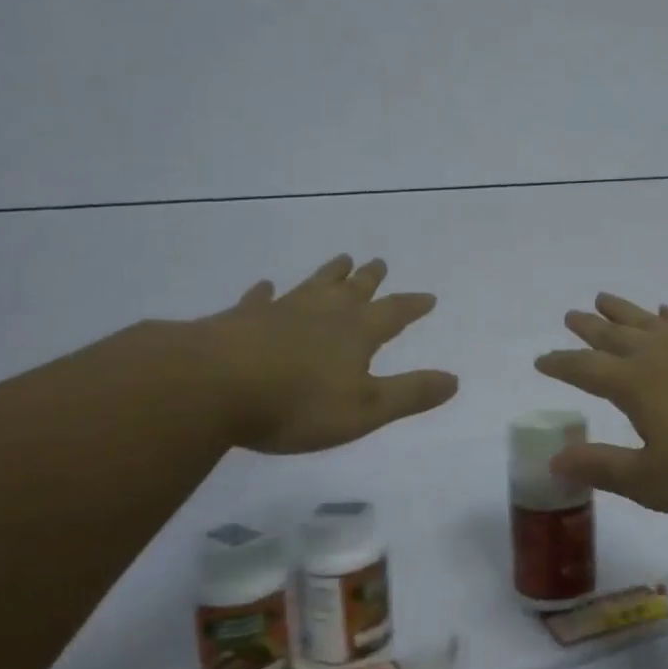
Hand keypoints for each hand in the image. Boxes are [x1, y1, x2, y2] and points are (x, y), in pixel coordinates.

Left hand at [194, 255, 457, 453]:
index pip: (393, 313)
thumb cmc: (298, 403)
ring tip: (341, 259)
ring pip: (312, 286)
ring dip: (329, 274)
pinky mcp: (240, 321)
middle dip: (370, 279)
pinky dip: (265, 293)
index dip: (412, 306)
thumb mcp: (365, 409)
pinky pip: (259, 300)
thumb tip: (454, 380)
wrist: (213, 386)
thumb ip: (410, 394)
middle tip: (379, 262)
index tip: (428, 297)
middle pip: (353, 290)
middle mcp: (322, 314)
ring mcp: (280, 312)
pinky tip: (265, 286)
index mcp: (356, 333)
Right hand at [535, 294, 667, 514]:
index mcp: (635, 385)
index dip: (561, 364)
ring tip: (605, 298)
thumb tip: (554, 459)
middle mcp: (660, 354)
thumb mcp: (653, 480)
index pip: (585, 370)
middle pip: (614, 335)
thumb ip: (603, 467)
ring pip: (649, 320)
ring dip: (624, 311)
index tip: (542, 359)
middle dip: (589, 329)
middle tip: (572, 314)